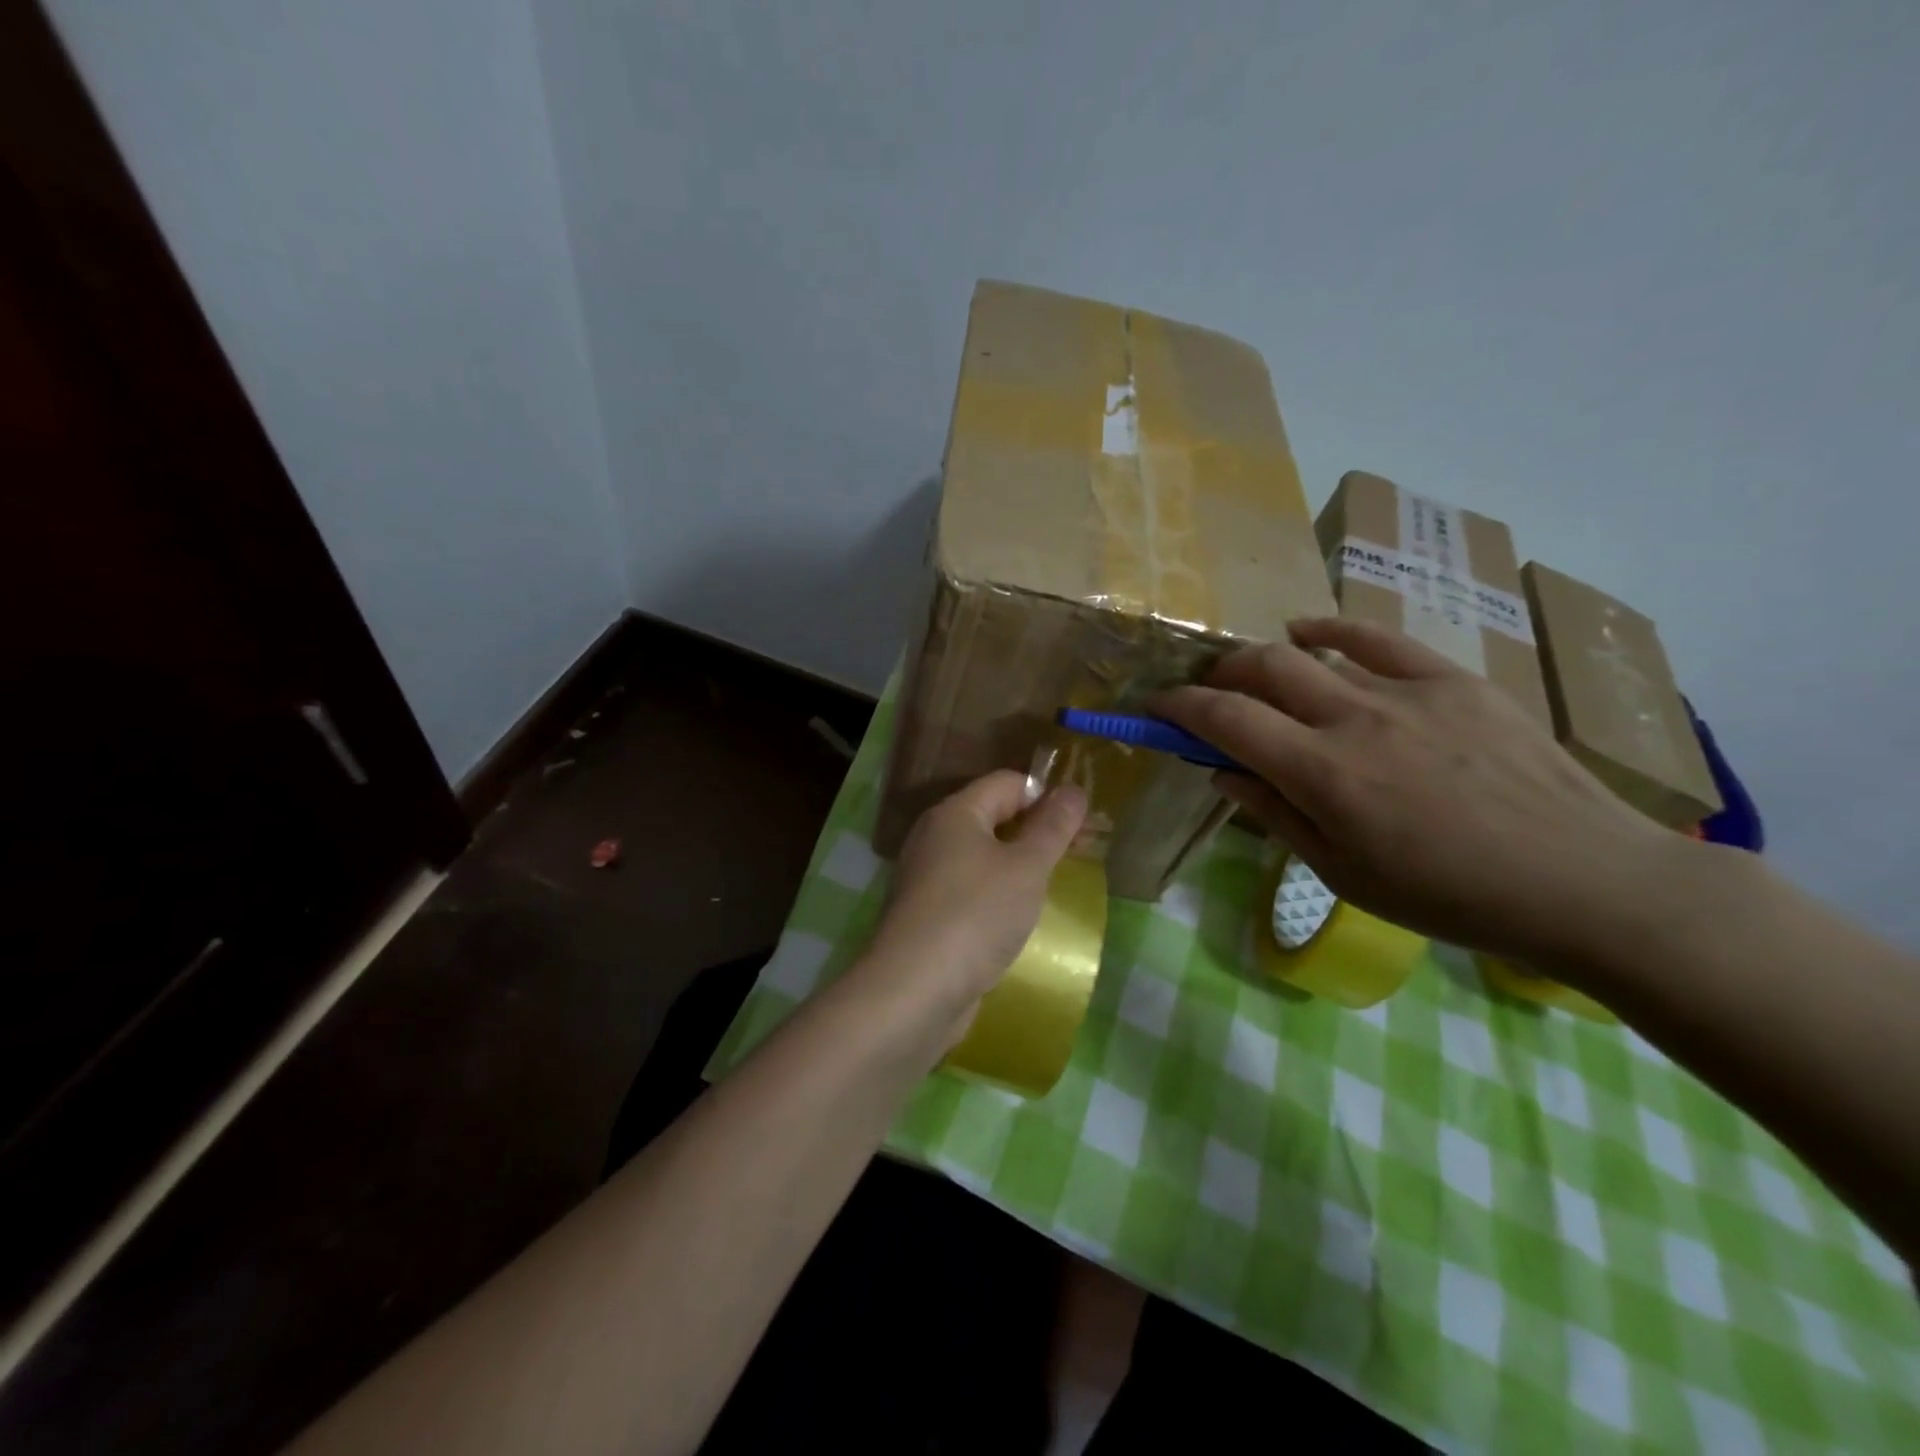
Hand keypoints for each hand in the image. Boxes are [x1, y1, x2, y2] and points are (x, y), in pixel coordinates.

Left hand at [858, 771, 1087, 1043]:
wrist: (915, 991)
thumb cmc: (975, 915)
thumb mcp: (1026, 867)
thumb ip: (1052, 827)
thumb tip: (1073, 789)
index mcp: (955, 814)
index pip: (1007, 783)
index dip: (1047, 796)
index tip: (1083, 824)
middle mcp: (935, 838)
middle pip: (994, 818)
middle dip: (1037, 832)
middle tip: (1081, 854)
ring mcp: (928, 879)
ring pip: (984, 858)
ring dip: (1020, 867)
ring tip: (1057, 886)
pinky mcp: (929, 916)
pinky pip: (972, 891)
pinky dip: (999, 897)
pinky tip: (1021, 919)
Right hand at [1156, 618, 1675, 965]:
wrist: (1582, 880)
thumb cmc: (1450, 896)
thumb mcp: (1344, 874)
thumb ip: (1274, 815)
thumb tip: (1221, 771)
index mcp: (1322, 774)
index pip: (1225, 719)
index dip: (1180, 707)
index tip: (1158, 708)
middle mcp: (1353, 718)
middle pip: (1260, 669)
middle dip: (1218, 675)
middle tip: (1208, 696)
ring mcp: (1406, 690)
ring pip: (1310, 652)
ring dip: (1265, 660)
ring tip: (1255, 675)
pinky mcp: (1452, 678)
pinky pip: (1377, 637)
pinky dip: (1331, 631)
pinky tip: (1309, 633)